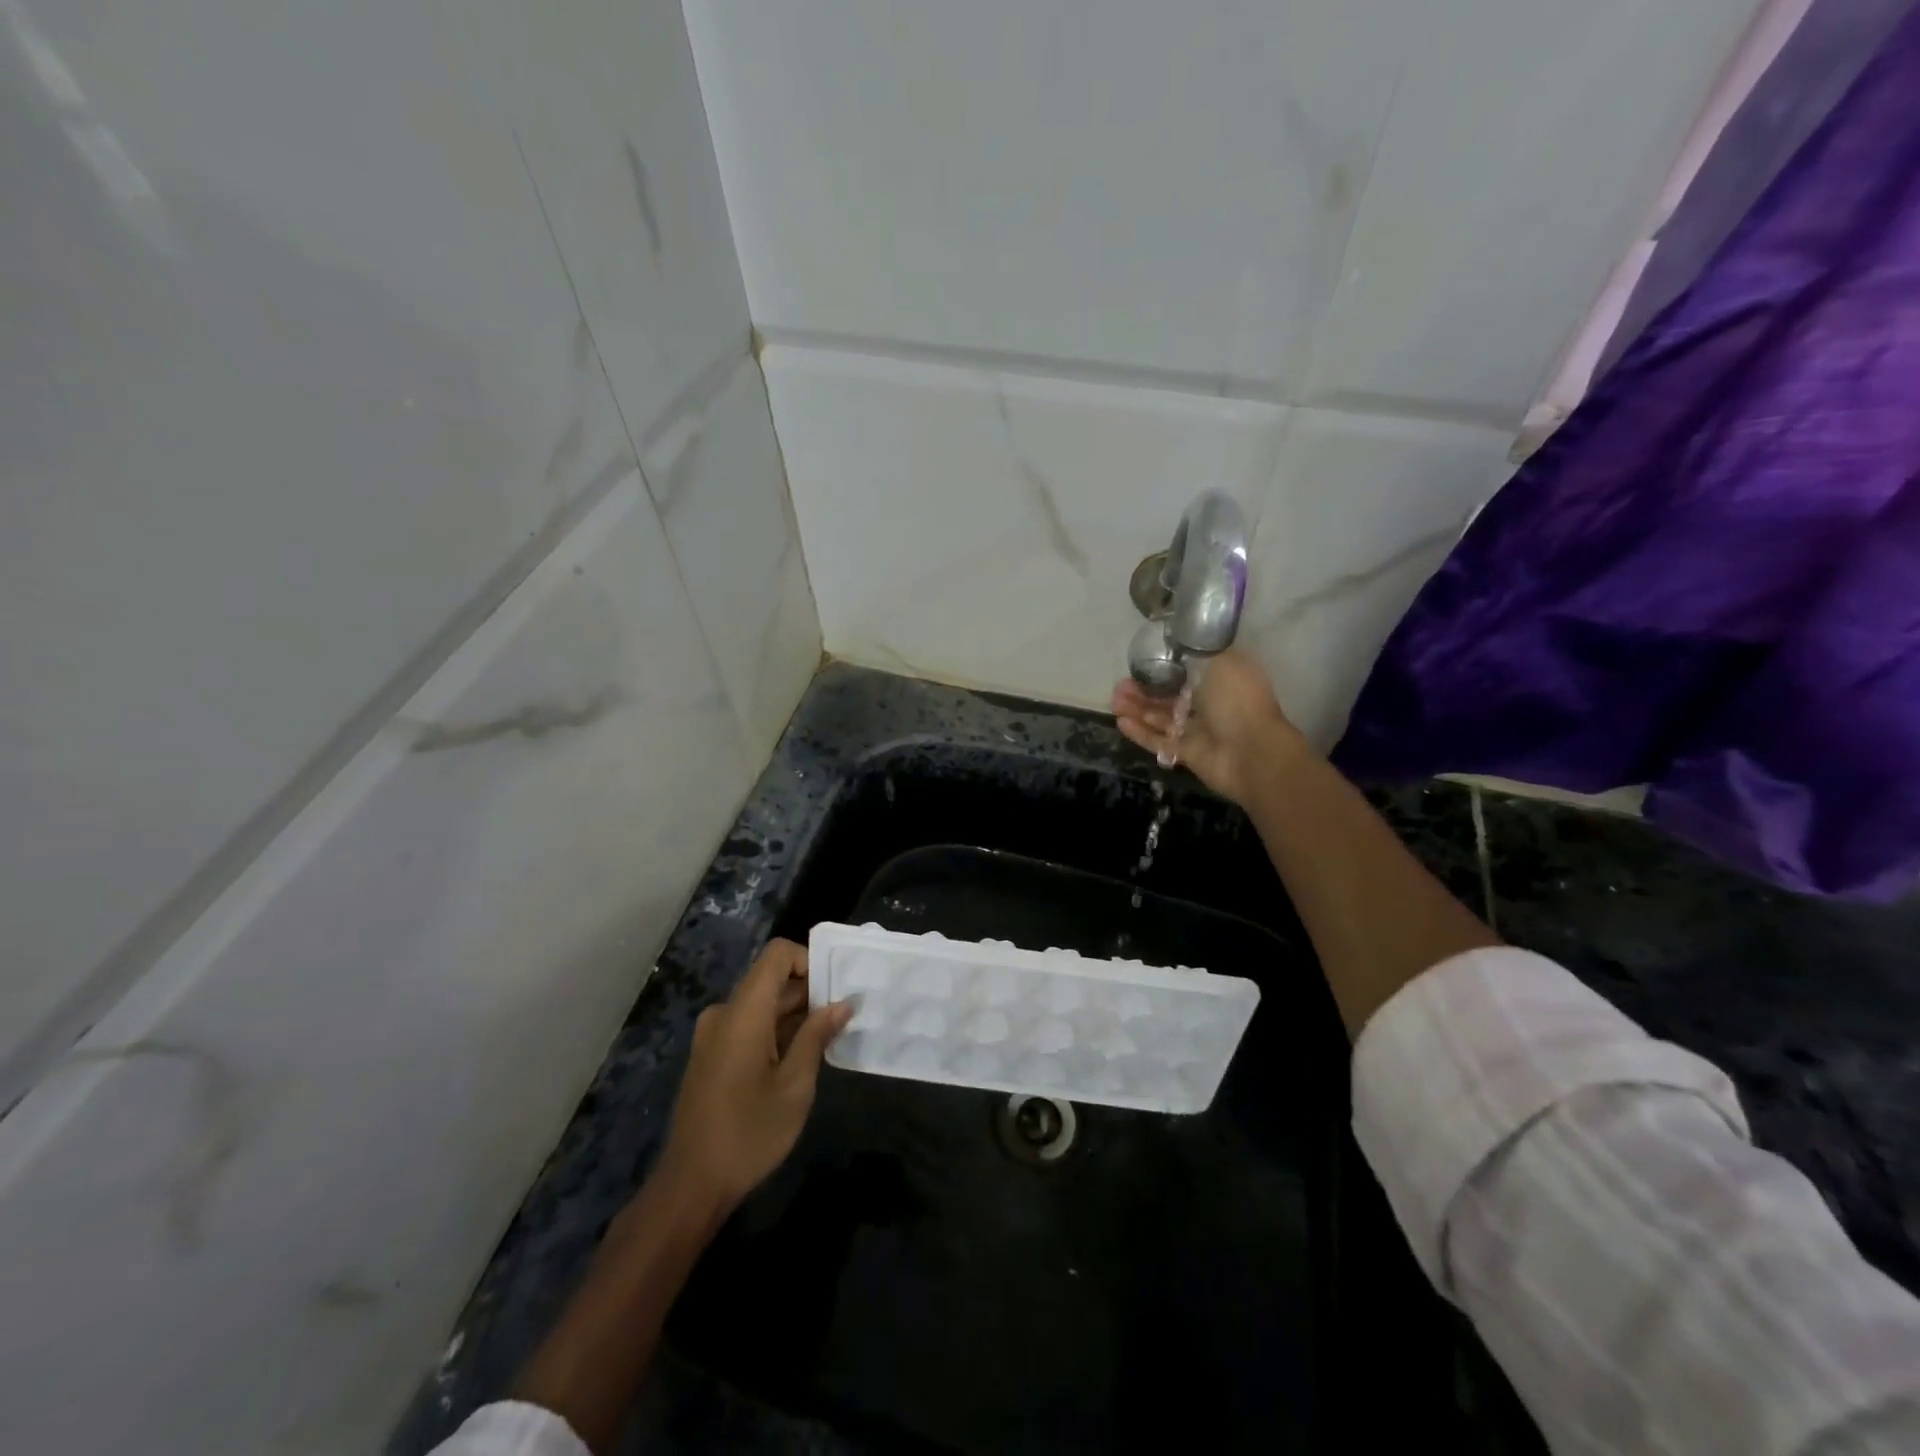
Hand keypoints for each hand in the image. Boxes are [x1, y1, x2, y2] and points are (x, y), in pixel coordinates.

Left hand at [657, 939, 850, 1214]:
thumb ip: (817, 1036)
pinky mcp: (711, 1055)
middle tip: (843, 1017)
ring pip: (761, 1005)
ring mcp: (713, 1035)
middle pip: (771, 980)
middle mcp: (724, 1013)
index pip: (777, 955)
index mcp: (743, 1012)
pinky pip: (748, 1025)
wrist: (691, 1184)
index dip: (809, 961)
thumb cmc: (749, 1132)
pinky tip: (799, 1060)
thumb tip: (843, 1003)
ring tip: (828, 1040)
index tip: (835, 990)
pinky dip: (775, 1031)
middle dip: (809, 992)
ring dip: (794, 1015)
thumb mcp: (795, 1085)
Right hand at [1111, 648, 1308, 806]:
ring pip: (1161, 717)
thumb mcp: (1221, 661)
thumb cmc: (1238, 700)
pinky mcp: (1188, 753)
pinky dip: (1141, 732)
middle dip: (1143, 690)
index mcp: (1221, 678)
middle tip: (1119, 686)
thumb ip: (1194, 655)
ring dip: (1137, 709)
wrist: (1252, 752)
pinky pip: (1160, 740)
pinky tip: (1121, 722)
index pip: (1186, 670)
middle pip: (1169, 695)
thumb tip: (1175, 652)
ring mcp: (1199, 730)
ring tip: (1114, 702)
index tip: (1139, 664)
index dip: (1161, 667)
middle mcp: (1210, 702)